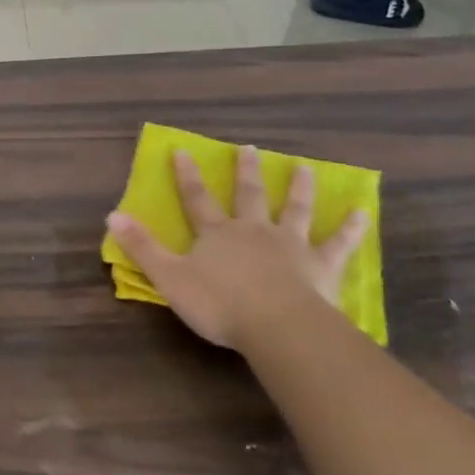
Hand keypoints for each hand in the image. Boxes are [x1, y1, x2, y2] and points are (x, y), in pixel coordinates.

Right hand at [106, 147, 367, 352]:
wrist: (277, 326)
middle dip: (245, 171)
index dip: (187, 175)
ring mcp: (289, 245)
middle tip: (249, 148)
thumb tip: (112, 215)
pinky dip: (349, 228)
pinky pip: (338, 243)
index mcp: (217, 234)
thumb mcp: (170, 278)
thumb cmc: (219, 304)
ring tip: (303, 168)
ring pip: (293, 209)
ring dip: (297, 188)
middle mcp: (253, 230)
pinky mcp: (320, 265)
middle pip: (248, 195)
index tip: (182, 150)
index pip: (197, 198)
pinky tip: (362, 212)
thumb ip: (142, 247)